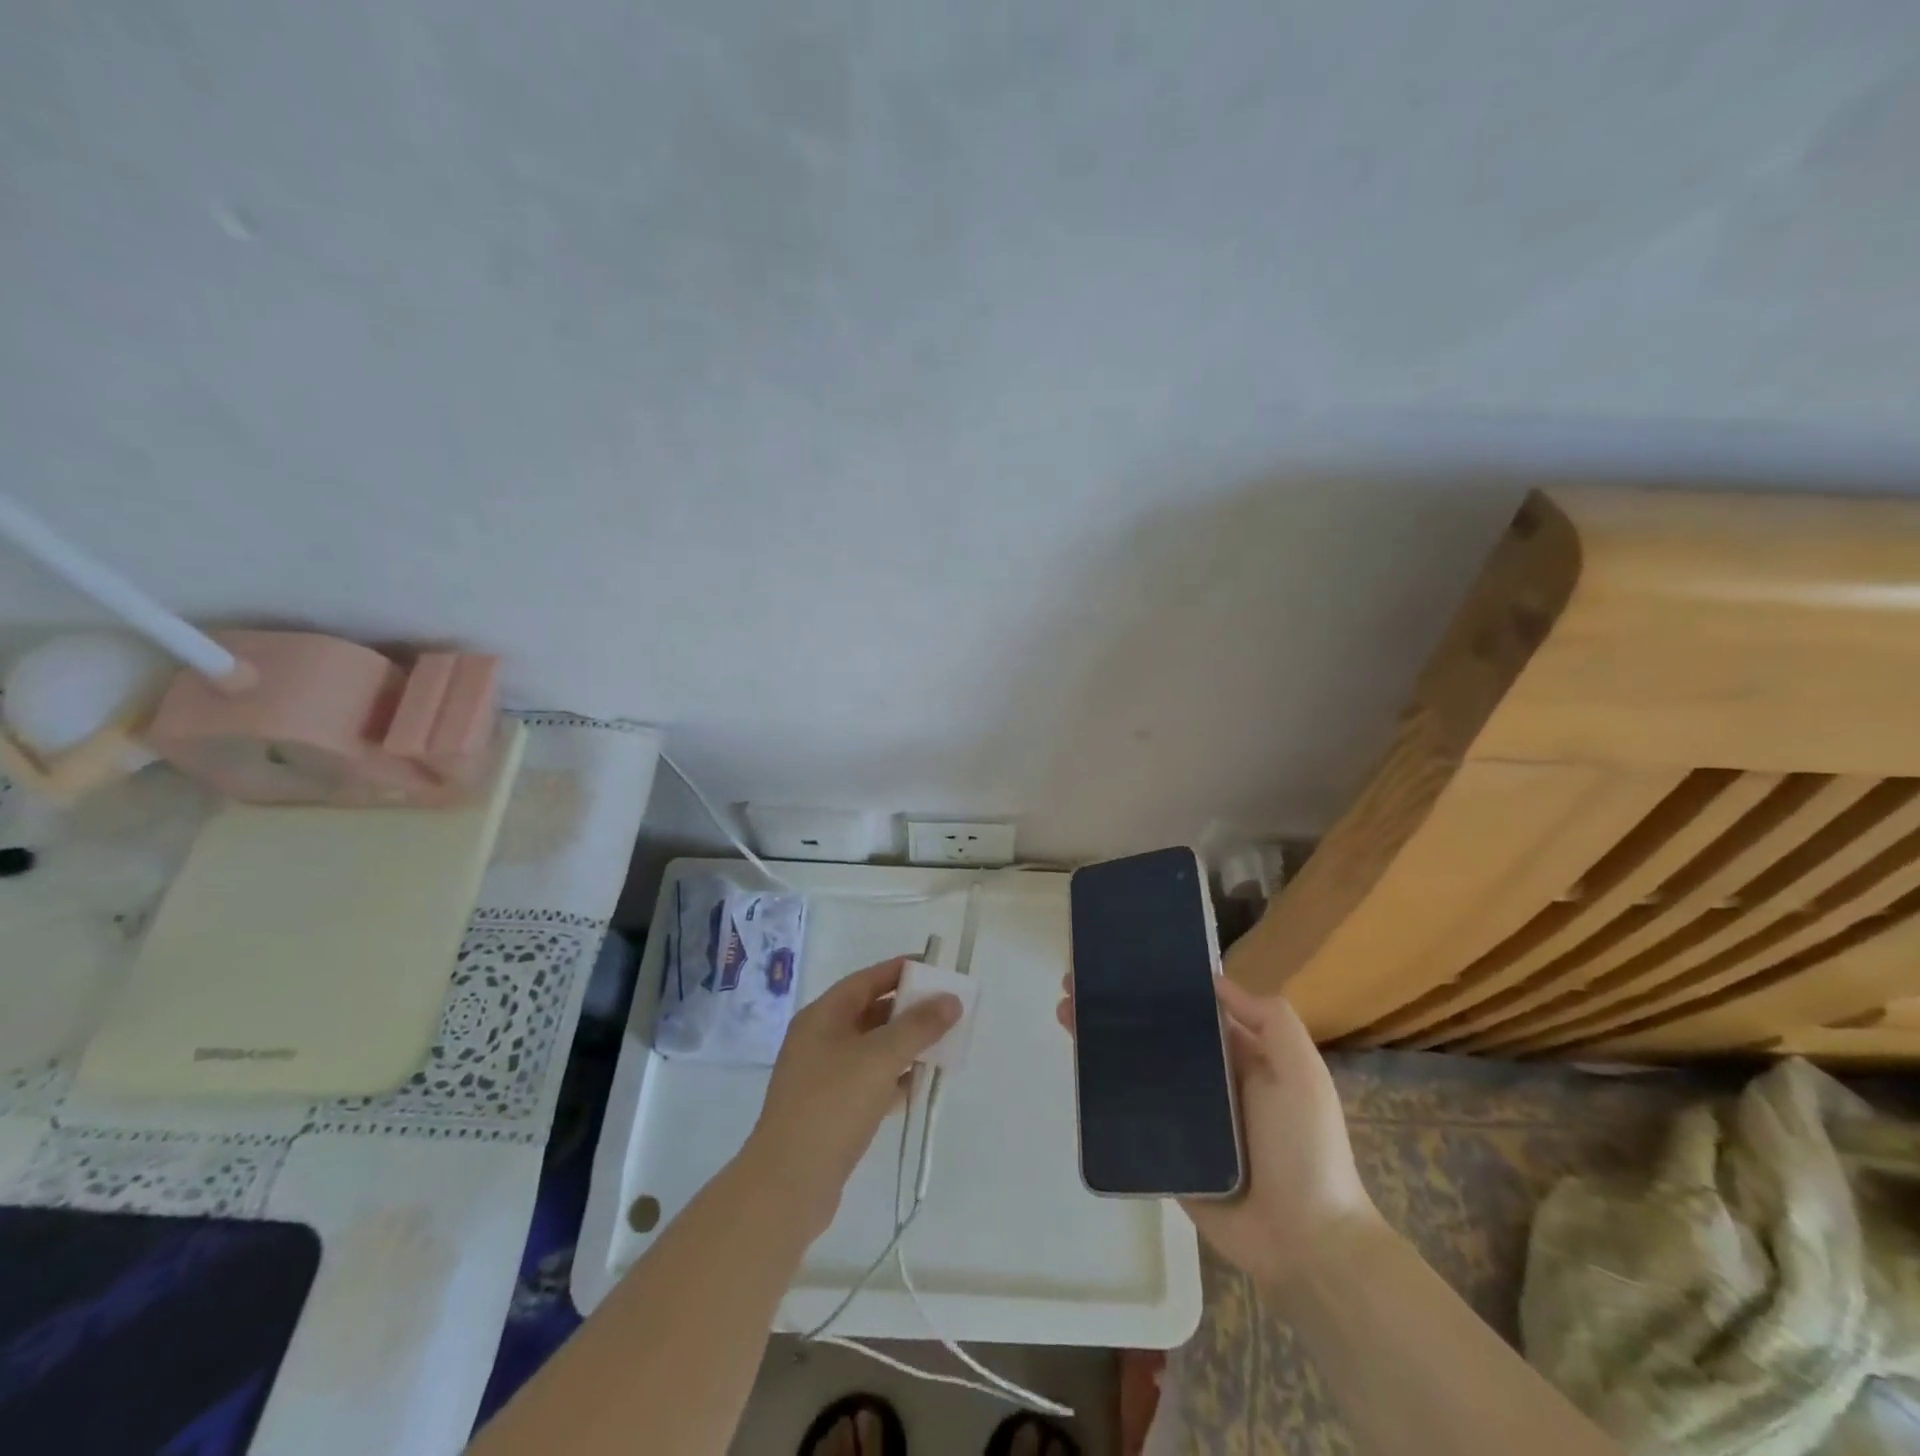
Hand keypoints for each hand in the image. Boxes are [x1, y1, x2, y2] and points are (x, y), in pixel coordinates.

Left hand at [744, 956, 960, 1238]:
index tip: (935, 967)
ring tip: (943, 1045)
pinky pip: (870, 1081)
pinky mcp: (832, 1110)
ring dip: (906, 1045)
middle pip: (871, 1013)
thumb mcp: (880, 1057)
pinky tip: (921, 1085)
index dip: (900, 970)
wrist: (788, 1184)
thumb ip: (918, 1026)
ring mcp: (824, 1077)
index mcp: (822, 1016)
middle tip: (947, 1010)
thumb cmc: (832, 1105)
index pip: (866, 980)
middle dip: (909, 1010)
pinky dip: (895, 1078)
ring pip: (872, 1049)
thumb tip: (950, 999)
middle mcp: (820, 1040)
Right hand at [1058, 975, 1377, 1286]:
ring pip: (1136, 1069)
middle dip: (1118, 1009)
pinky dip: (1103, 1091)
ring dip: (1101, 1041)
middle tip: (1075, 985)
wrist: (1306, 1245)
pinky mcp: (1166, 1153)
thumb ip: (1270, 1020)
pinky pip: (1132, 1115)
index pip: (1192, 1011)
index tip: (1121, 964)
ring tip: (1065, 1013)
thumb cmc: (1306, 1148)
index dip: (1158, 987)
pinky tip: (1076, 1067)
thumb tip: (1215, 980)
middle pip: (1155, 1036)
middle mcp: (1209, 1082)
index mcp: (1241, 1058)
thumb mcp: (1301, 1072)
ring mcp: (1186, 1119)